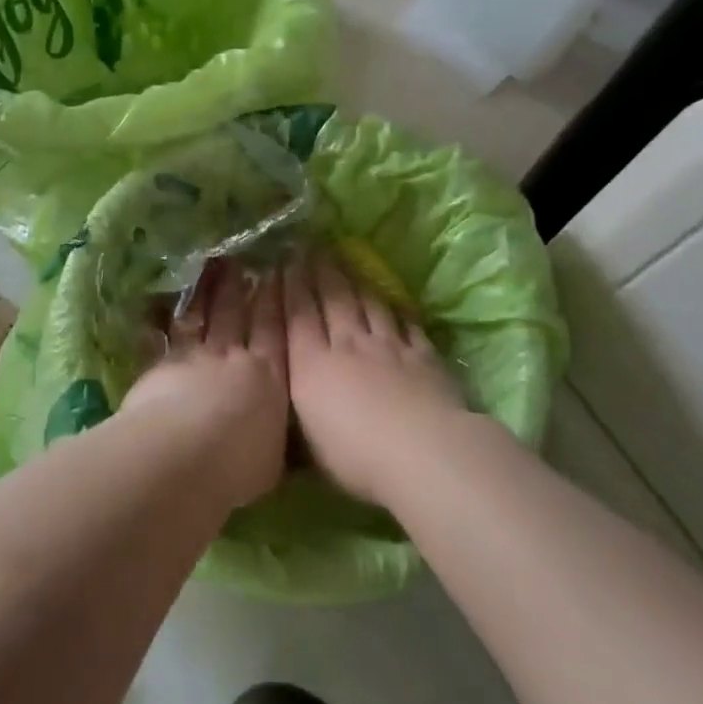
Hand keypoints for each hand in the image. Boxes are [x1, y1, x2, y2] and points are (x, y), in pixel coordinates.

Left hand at [121, 263, 289, 509]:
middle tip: (239, 261)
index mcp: (270, 378)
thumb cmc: (241, 464)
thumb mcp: (273, 458)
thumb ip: (273, 437)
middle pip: (236, 316)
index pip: (276, 333)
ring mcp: (194, 358)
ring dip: (204, 292)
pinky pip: (160, 336)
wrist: (187, 454)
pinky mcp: (160, 365)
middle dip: (239, 288)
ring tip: (208, 268)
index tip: (276, 275)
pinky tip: (155, 304)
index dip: (276, 303)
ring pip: (201, 317)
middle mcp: (233, 359)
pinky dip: (158, 320)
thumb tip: (275, 436)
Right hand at [283, 252, 462, 504]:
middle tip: (311, 248)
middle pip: (331, 300)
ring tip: (345, 261)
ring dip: (354, 281)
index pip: (297, 317)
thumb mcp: (307, 442)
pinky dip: (395, 309)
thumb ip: (295, 414)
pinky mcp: (422, 355)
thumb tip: (280, 403)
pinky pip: (405, 324)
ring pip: (367, 304)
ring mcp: (388, 347)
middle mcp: (347, 345)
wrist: (420, 451)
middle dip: (318, 272)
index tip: (284, 262)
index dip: (290, 287)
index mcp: (312, 365)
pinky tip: (392, 301)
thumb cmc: (354, 455)